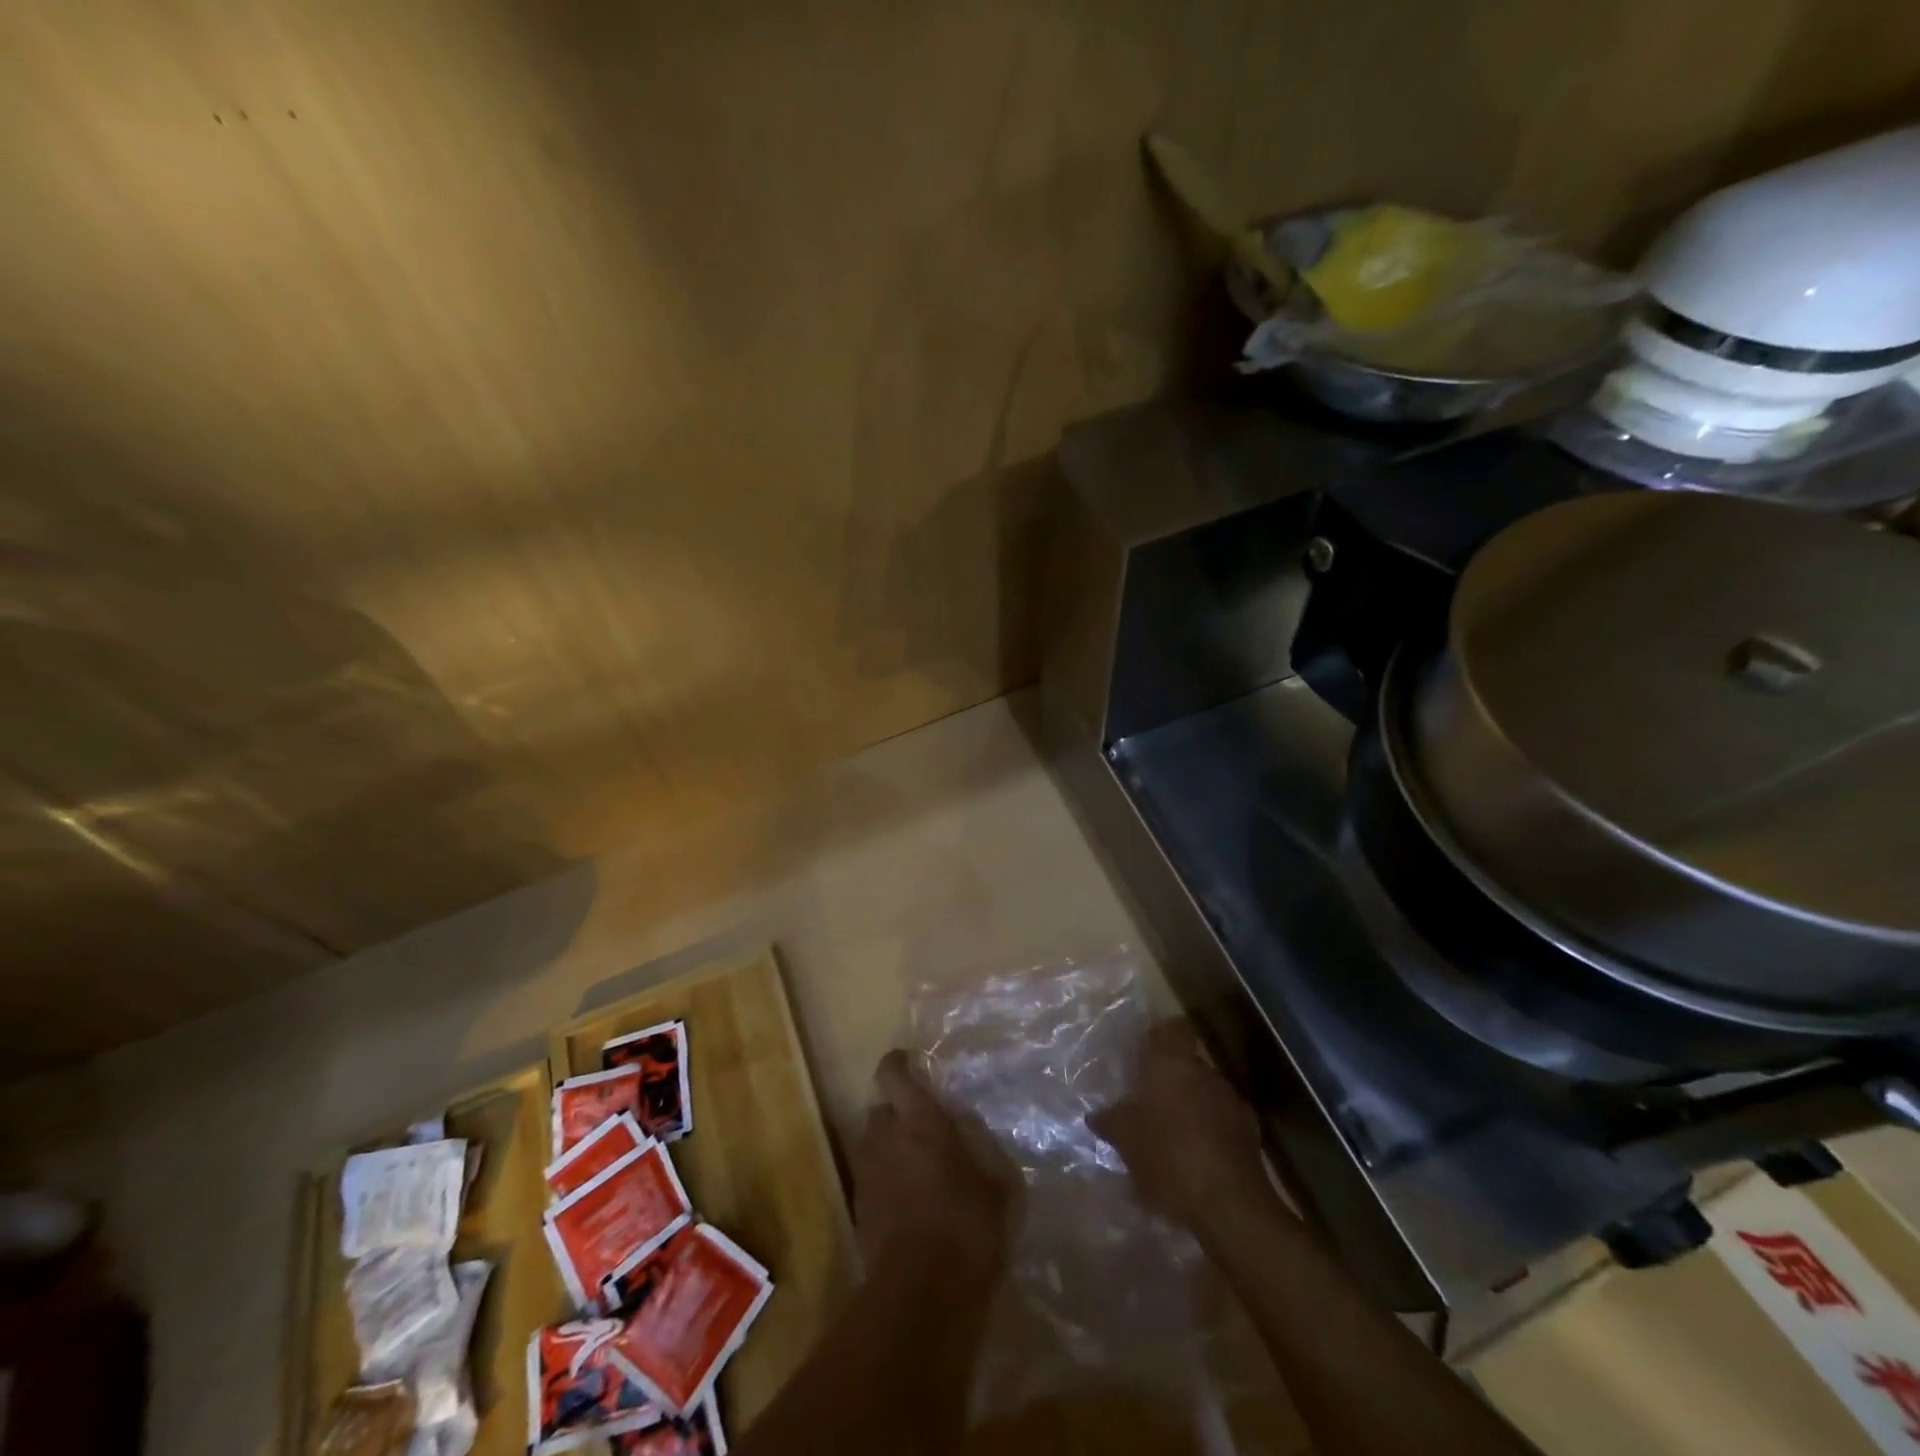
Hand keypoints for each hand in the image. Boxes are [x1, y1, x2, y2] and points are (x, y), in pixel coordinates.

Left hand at [852, 1051, 1014, 1288]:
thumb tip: (974, 1132)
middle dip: (897, 1113)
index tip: (911, 1064)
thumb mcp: (997, 1184)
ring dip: (889, 1146)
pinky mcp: (858, 1207)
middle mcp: (886, 1135)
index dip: (898, 1064)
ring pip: (872, 1142)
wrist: (920, 1295)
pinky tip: (907, 1201)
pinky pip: (870, 1177)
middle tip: (922, 1127)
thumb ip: (983, 1149)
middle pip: (881, 1108)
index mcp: (919, 1119)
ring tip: (915, 1166)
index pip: (893, 1073)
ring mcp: (867, 1172)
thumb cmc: (967, 1227)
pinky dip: (884, 1179)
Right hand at [1091, 1019, 1277, 1235]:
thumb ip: (1110, 1121)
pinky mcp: (1250, 1135)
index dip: (1160, 1036)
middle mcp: (1205, 1073)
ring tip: (1169, 1135)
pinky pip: (1222, 1123)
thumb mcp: (1126, 1140)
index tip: (1145, 1051)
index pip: (1173, 1028)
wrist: (1230, 1204)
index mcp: (1173, 1063)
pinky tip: (1194, 1159)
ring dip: (1189, 1107)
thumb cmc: (1168, 1156)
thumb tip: (1096, 1115)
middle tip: (1148, 1101)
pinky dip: (1209, 1133)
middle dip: (1170, 1080)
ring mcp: (1232, 1103)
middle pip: (1187, 1063)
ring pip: (1205, 1093)